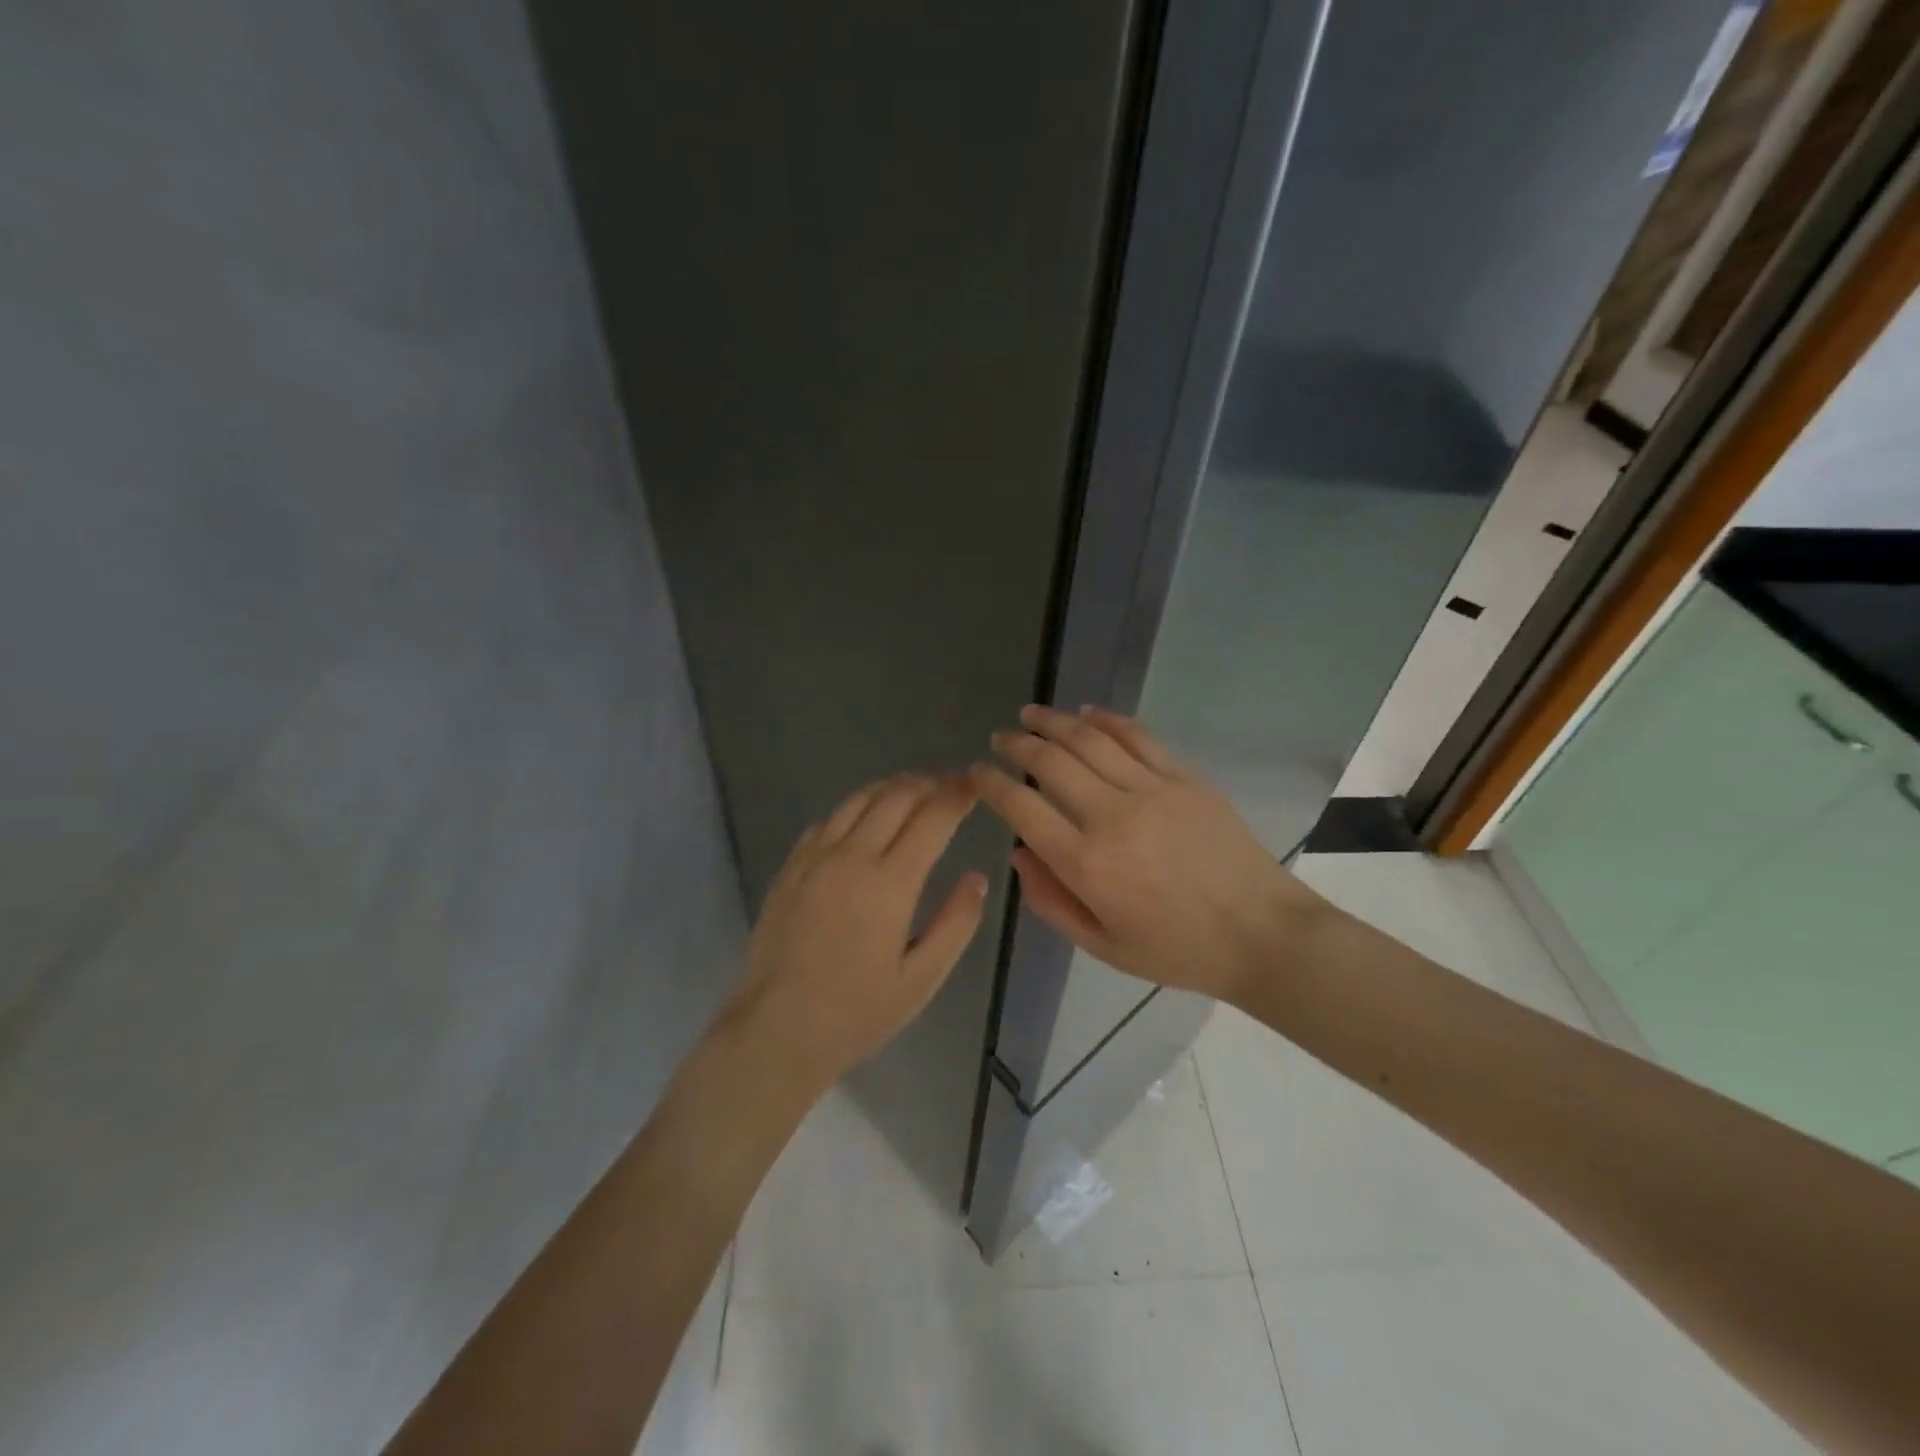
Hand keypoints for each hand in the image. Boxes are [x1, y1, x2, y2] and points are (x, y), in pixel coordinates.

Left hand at [726, 774, 987, 1086]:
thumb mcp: (921, 979)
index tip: (975, 785)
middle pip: (896, 796)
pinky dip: (855, 808)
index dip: (958, 795)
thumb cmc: (857, 1012)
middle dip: (929, 784)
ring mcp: (815, 858)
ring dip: (892, 787)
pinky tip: (863, 820)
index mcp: (890, 883)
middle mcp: (852, 857)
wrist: (776, 1029)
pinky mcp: (790, 867)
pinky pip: (827, 820)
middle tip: (950, 785)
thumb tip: (977, 878)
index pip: (932, 817)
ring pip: (858, 799)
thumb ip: (956, 924)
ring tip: (913, 790)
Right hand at [972, 706, 1322, 1003]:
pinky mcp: (1185, 778)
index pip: (1022, 808)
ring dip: (1052, 721)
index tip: (977, 773)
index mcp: (1087, 864)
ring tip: (1030, 715)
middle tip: (1000, 739)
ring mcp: (1152, 790)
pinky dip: (1106, 719)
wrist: (1262, 934)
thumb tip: (1018, 853)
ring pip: (1089, 739)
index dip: (991, 784)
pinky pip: (1137, 736)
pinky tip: (1086, 713)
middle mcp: (1112, 816)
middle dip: (1016, 745)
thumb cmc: (1177, 950)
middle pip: (1051, 762)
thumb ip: (1051, 901)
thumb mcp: (1102, 946)